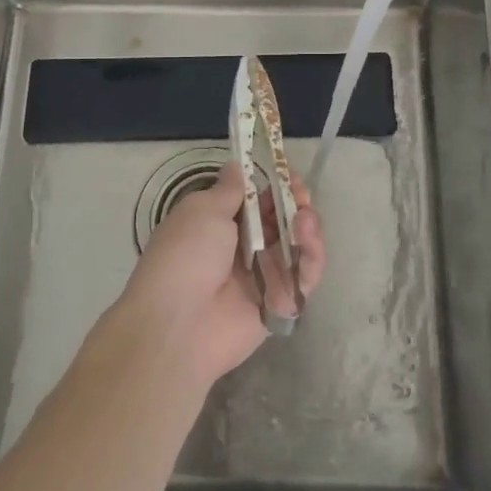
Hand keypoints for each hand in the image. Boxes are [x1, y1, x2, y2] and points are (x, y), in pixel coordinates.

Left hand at [116, 162, 326, 387]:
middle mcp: (244, 248)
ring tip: (304, 218)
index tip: (287, 173)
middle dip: (296, 203)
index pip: (256, 200)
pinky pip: (305, 276)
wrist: (178, 323)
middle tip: (301, 195)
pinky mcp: (281, 302)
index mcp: (220, 224)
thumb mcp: (203, 210)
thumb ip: (230, 190)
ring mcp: (264, 276)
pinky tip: (307, 239)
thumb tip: (237, 166)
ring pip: (298, 246)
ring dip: (307, 226)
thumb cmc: (185, 255)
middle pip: (282, 221)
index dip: (274, 185)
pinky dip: (312, 256)